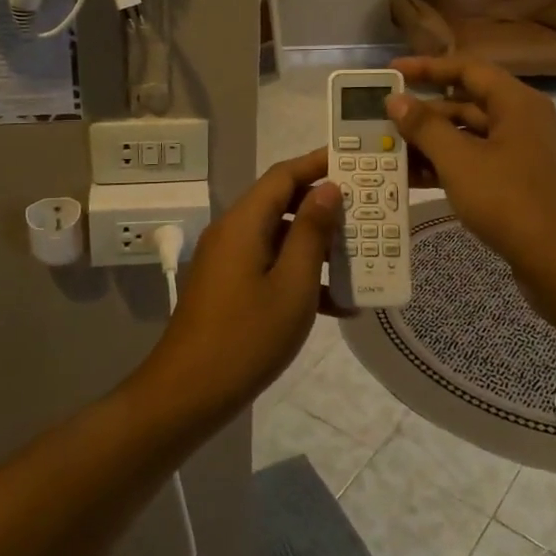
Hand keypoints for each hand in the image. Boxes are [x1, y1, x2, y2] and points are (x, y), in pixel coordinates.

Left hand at [141, 148, 343, 421]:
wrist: (187, 394)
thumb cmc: (246, 337)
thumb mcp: (292, 285)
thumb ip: (311, 233)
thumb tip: (327, 189)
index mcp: (244, 222)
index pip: (284, 175)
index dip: (319, 163)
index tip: (356, 161)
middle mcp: (233, 232)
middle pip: (282, 203)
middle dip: (325, 205)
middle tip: (368, 209)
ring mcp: (228, 261)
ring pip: (279, 237)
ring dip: (317, 245)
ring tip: (362, 255)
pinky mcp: (229, 288)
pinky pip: (269, 266)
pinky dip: (299, 275)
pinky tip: (338, 304)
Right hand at [389, 56, 555, 296]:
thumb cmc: (513, 203)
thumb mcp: (460, 162)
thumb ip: (425, 127)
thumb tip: (397, 99)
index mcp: (516, 103)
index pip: (467, 69)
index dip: (427, 67)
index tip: (391, 72)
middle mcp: (523, 121)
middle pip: (466, 103)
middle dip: (424, 113)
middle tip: (383, 120)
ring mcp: (524, 154)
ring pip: (469, 137)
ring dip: (432, 143)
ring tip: (390, 152)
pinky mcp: (520, 184)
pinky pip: (478, 163)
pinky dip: (448, 167)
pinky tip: (415, 180)